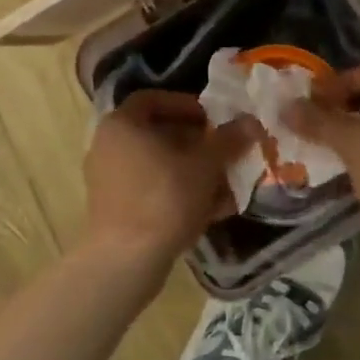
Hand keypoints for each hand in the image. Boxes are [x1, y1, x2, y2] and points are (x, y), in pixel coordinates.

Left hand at [83, 91, 255, 274]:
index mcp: (122, 124)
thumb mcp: (205, 165)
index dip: (187, 105)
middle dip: (197, 143)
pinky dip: (179, 193)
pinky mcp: (115, 209)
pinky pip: (151, 190)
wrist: (126, 260)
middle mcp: (108, 146)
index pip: (154, 99)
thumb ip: (228, 140)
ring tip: (226, 184)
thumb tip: (251, 122)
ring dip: (193, 171)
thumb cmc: (164, 198)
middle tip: (225, 152)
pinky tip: (212, 210)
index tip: (214, 120)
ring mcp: (108, 180)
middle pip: (158, 134)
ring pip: (159, 166)